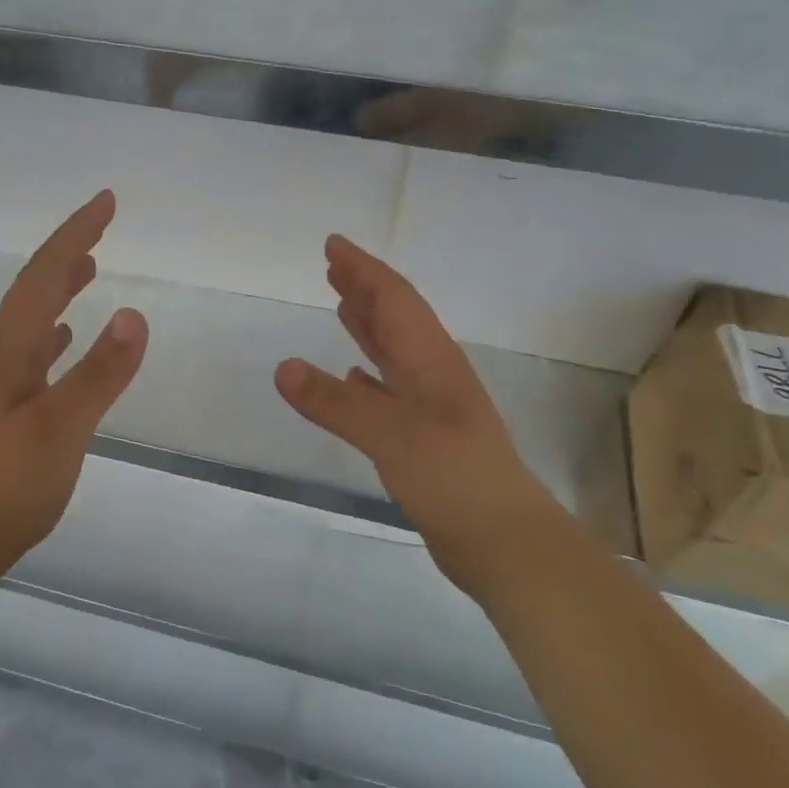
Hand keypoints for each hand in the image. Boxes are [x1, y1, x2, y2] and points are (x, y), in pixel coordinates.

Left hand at [0, 190, 147, 568]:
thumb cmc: (7, 482)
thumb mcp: (61, 427)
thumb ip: (98, 373)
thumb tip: (134, 313)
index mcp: (11, 348)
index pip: (45, 275)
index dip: (74, 235)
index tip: (106, 202)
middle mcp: (3, 354)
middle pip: (36, 286)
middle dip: (69, 249)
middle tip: (102, 221)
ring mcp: (3, 380)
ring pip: (34, 316)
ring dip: (61, 284)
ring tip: (89, 265)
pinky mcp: (8, 406)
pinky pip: (36, 349)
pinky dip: (55, 329)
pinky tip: (64, 336)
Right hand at [275, 235, 547, 598]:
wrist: (505, 542)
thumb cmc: (453, 478)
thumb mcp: (391, 436)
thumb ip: (336, 402)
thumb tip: (283, 367)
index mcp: (431, 360)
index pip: (394, 299)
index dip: (364, 270)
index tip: (334, 245)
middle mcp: (433, 373)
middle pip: (396, 318)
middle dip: (365, 289)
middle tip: (333, 267)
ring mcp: (433, 406)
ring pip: (394, 351)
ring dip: (368, 324)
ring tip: (340, 305)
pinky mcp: (427, 437)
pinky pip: (391, 389)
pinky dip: (370, 374)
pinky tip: (354, 376)